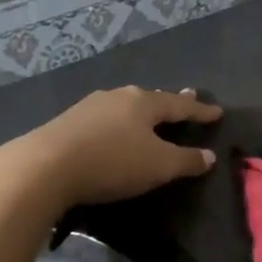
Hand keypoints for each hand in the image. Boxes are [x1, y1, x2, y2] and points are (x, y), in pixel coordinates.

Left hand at [0, 86, 221, 212]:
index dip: (200, 110)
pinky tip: (114, 127)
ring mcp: (90, 107)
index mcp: (144, 103)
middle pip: (151, 98)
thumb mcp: (158, 166)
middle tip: (187, 95)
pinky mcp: (68, 122)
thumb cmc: (112, 162)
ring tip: (150, 112)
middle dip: (170, 101)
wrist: (44, 166)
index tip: (217, 111)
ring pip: (125, 105)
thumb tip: (209, 156)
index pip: (180, 105)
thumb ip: (186, 161)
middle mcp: (118, 97)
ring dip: (142, 110)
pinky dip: (119, 122)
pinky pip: (105, 118)